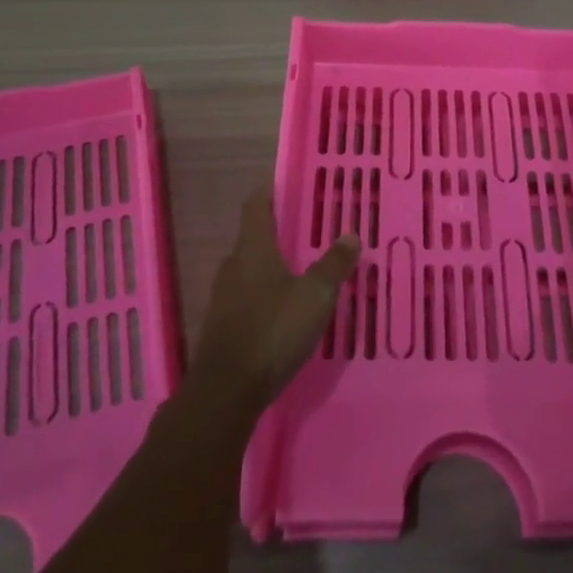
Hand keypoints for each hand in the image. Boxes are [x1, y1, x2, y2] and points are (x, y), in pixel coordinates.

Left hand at [190, 189, 359, 415]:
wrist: (226, 391)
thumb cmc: (272, 330)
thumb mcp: (315, 296)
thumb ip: (334, 264)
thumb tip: (350, 234)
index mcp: (253, 249)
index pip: (256, 205)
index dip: (269, 190)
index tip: (284, 182)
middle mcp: (233, 265)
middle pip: (253, 237)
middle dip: (277, 231)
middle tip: (307, 228)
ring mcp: (223, 297)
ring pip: (250, 269)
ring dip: (272, 265)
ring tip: (301, 268)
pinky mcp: (222, 325)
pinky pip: (247, 297)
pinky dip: (265, 293)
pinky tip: (285, 308)